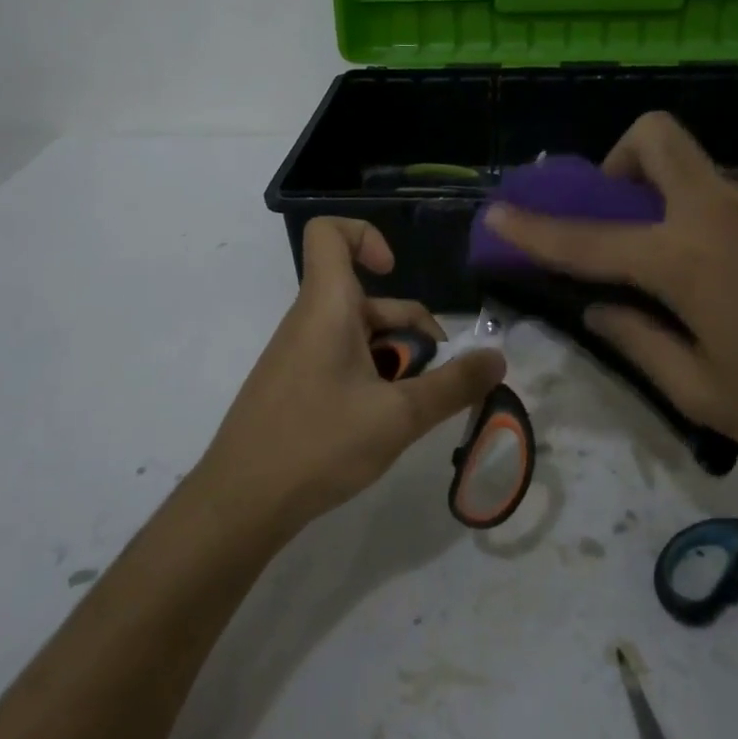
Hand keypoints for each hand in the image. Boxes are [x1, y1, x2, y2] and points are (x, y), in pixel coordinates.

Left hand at [197, 217, 506, 534]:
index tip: (395, 272)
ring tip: (416, 408)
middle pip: (368, 298)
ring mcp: (300, 355)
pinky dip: (373, 379)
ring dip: (397, 360)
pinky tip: (385, 424)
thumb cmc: (318, 444)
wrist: (240, 504)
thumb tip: (498, 357)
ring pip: (360, 335)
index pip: (329, 234)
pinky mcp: (296, 386)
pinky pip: (343, 361)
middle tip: (439, 376)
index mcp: (327, 307)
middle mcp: (310, 321)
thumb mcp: (399, 416)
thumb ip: (454, 386)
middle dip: (412, 329)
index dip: (366, 236)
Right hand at [481, 114, 737, 490]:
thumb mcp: (705, 394)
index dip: (535, 227)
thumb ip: (639, 342)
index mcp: (687, 259)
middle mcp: (723, 214)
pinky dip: (718, 232)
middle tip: (622, 221)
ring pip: (701, 179)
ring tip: (694, 285)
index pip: (589, 238)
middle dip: (619, 163)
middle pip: (656, 139)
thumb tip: (601, 310)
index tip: (497, 210)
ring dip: (672, 208)